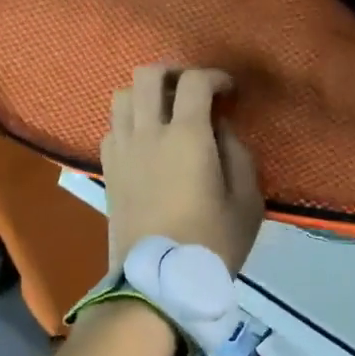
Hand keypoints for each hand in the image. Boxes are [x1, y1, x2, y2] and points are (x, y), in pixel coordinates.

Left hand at [102, 66, 264, 274]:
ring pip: (122, 96)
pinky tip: (147, 141)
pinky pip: (112, 127)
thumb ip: (239, 155)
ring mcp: (121, 150)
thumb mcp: (247, 202)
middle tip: (194, 91)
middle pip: (148, 75)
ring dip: (146, 95)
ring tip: (166, 112)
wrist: (158, 282)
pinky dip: (130, 121)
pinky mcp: (107, 170)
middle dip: (175, 73)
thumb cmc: (211, 243)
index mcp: (186, 136)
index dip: (216, 77)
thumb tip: (221, 130)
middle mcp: (147, 133)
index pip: (195, 82)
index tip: (230, 92)